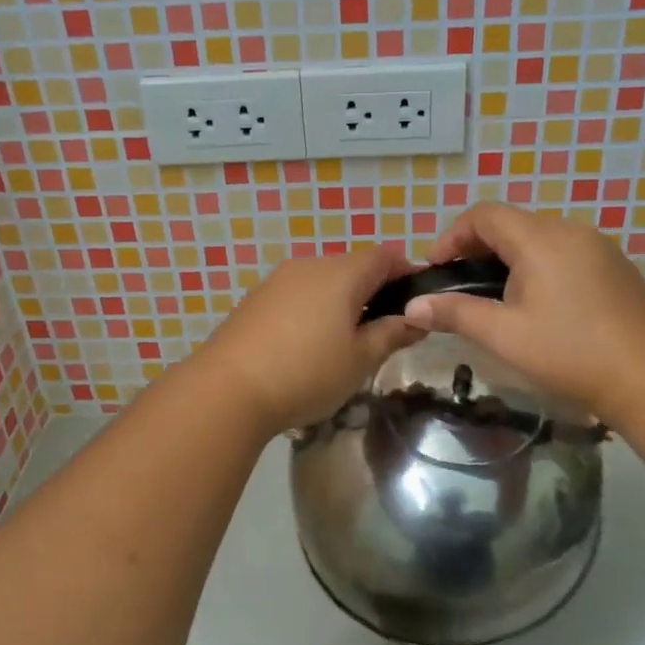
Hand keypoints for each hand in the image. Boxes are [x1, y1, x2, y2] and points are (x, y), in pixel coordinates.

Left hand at [196, 245, 425, 434]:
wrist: (228, 389)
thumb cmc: (307, 373)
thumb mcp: (360, 360)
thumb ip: (392, 334)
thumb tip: (417, 319)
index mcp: (342, 274)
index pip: (385, 256)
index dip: (407, 272)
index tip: (417, 301)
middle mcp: (310, 266)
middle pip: (353, 266)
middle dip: (373, 291)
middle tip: (383, 330)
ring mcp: (277, 280)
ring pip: (323, 281)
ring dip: (341, 301)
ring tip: (344, 342)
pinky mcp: (255, 299)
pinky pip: (297, 294)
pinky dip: (312, 309)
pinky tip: (307, 345)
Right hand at [403, 202, 644, 423]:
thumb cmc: (571, 353)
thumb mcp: (504, 335)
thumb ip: (456, 313)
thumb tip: (412, 307)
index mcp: (541, 239)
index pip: (484, 215)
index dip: (452, 235)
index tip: (437, 269)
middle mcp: (570, 231)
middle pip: (512, 223)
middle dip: (478, 248)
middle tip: (461, 286)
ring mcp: (598, 247)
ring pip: (539, 238)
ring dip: (509, 258)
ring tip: (496, 299)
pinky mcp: (615, 267)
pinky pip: (565, 252)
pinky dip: (539, 266)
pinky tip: (539, 305)